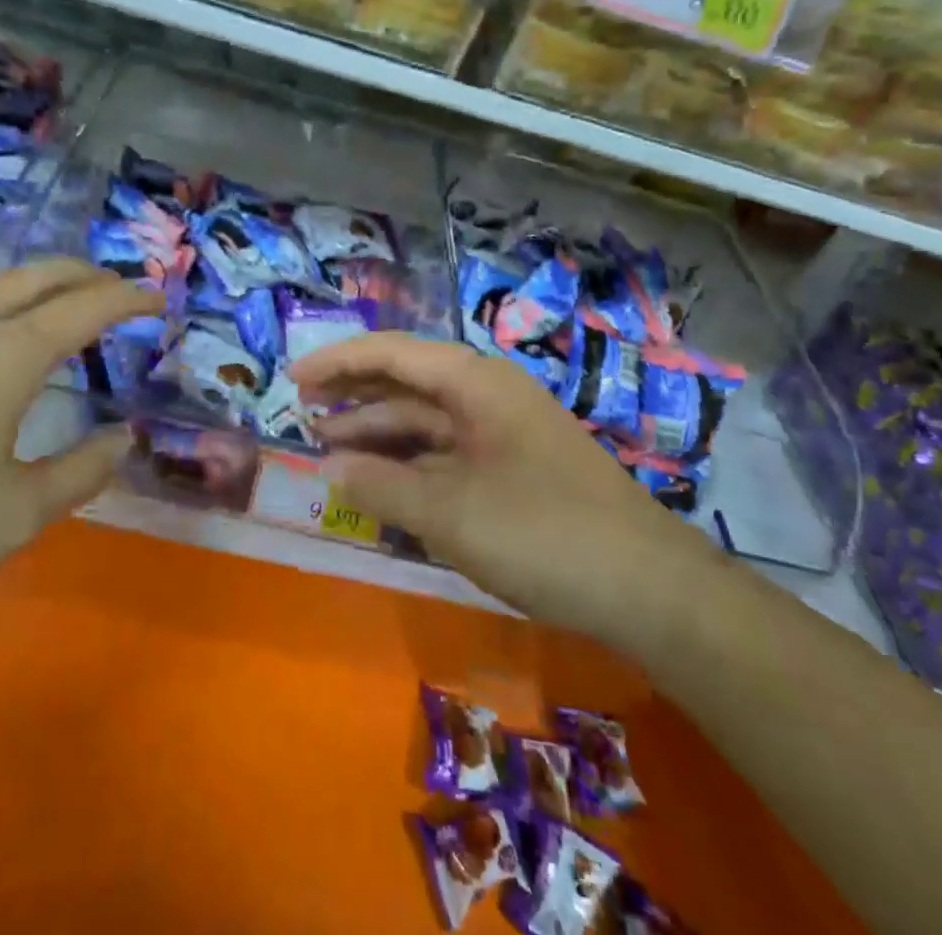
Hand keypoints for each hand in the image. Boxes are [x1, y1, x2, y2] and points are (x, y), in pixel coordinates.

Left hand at [0, 260, 160, 613]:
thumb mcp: (13, 514)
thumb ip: (81, 472)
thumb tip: (124, 437)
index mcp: (9, 352)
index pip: (89, 305)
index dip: (131, 298)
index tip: (160, 301)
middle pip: (45, 272)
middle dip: (92, 275)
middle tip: (124, 295)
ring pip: (3, 282)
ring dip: (49, 284)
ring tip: (73, 311)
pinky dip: (12, 302)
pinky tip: (5, 340)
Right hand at [290, 335, 714, 640]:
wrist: (650, 588)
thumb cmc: (543, 533)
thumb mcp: (449, 512)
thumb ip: (381, 485)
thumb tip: (328, 466)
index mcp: (473, 381)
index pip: (391, 353)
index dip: (337, 362)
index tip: (291, 379)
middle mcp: (486, 394)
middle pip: (406, 382)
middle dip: (353, 396)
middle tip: (302, 412)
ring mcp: (502, 432)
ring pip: (425, 421)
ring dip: (378, 433)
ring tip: (329, 448)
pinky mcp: (512, 468)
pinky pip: (446, 453)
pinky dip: (409, 464)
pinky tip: (381, 483)